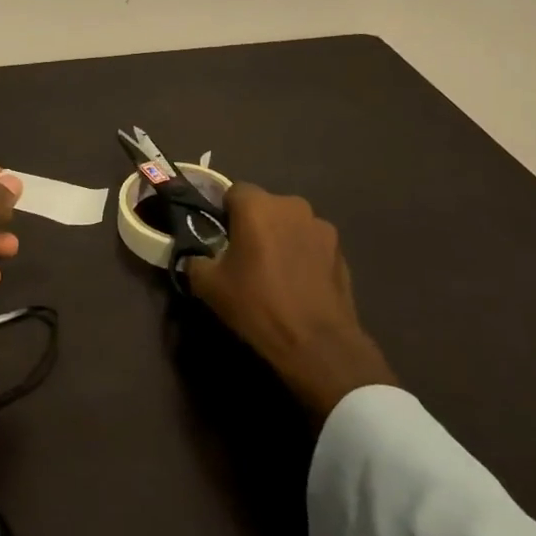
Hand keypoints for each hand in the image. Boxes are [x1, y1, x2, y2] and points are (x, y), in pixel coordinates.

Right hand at [183, 184, 395, 423]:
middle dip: (254, 224)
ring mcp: (321, 226)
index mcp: (257, 206)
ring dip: (280, 237)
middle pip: (264, 206)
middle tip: (244, 256)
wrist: (317, 344)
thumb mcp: (208, 285)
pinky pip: (311, 243)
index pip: (233, 191)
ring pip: (290, 223)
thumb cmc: (257, 305)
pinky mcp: (340, 250)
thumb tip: (196, 257)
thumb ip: (195, 260)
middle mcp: (291, 205)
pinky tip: (298, 283)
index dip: (224, 212)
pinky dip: (303, 254)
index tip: (219, 237)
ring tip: (275, 271)